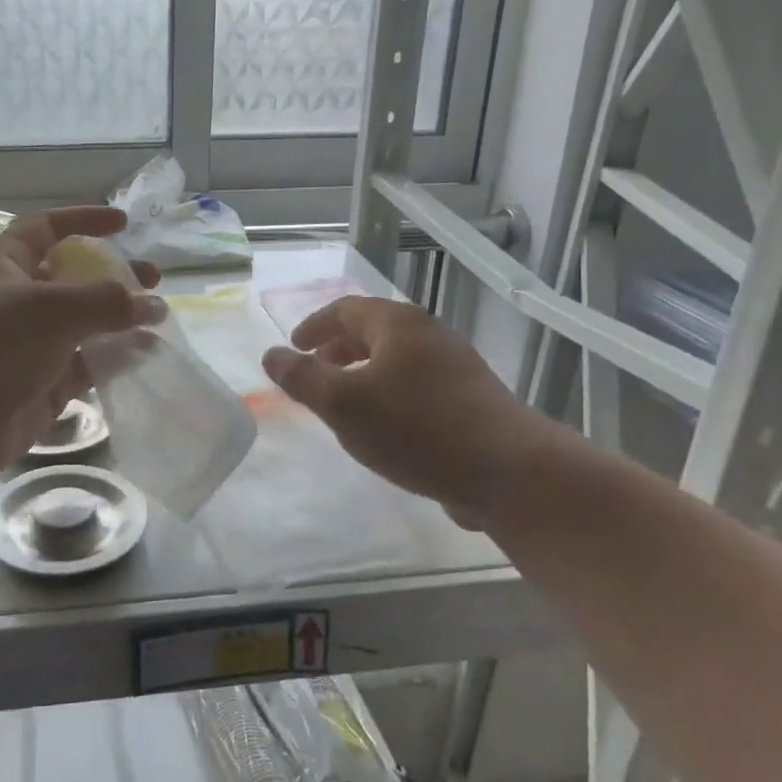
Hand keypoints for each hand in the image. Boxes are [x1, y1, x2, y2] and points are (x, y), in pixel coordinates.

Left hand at [0, 206, 162, 472]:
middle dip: (113, 275)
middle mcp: (20, 300)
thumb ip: (106, 301)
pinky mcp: (44, 384)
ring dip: (120, 320)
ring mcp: (32, 344)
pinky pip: (87, 365)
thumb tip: (152, 304)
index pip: (48, 228)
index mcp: (7, 264)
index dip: (84, 220)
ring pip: (85, 325)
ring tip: (159, 319)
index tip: (123, 223)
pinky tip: (145, 354)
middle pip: (74, 278)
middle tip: (153, 279)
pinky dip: (114, 358)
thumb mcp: (51, 308)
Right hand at [261, 297, 564, 525]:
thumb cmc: (417, 428)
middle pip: (373, 331)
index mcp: (398, 324)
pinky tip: (386, 428)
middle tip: (315, 372)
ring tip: (345, 402)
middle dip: (338, 348)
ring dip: (364, 373)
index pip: (345, 309)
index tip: (294, 347)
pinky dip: (389, 393)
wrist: (510, 472)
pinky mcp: (472, 399)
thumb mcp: (343, 404)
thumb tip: (271, 354)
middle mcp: (429, 334)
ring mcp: (456, 366)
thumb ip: (302, 377)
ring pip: (396, 359)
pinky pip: (417, 385)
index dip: (314, 325)